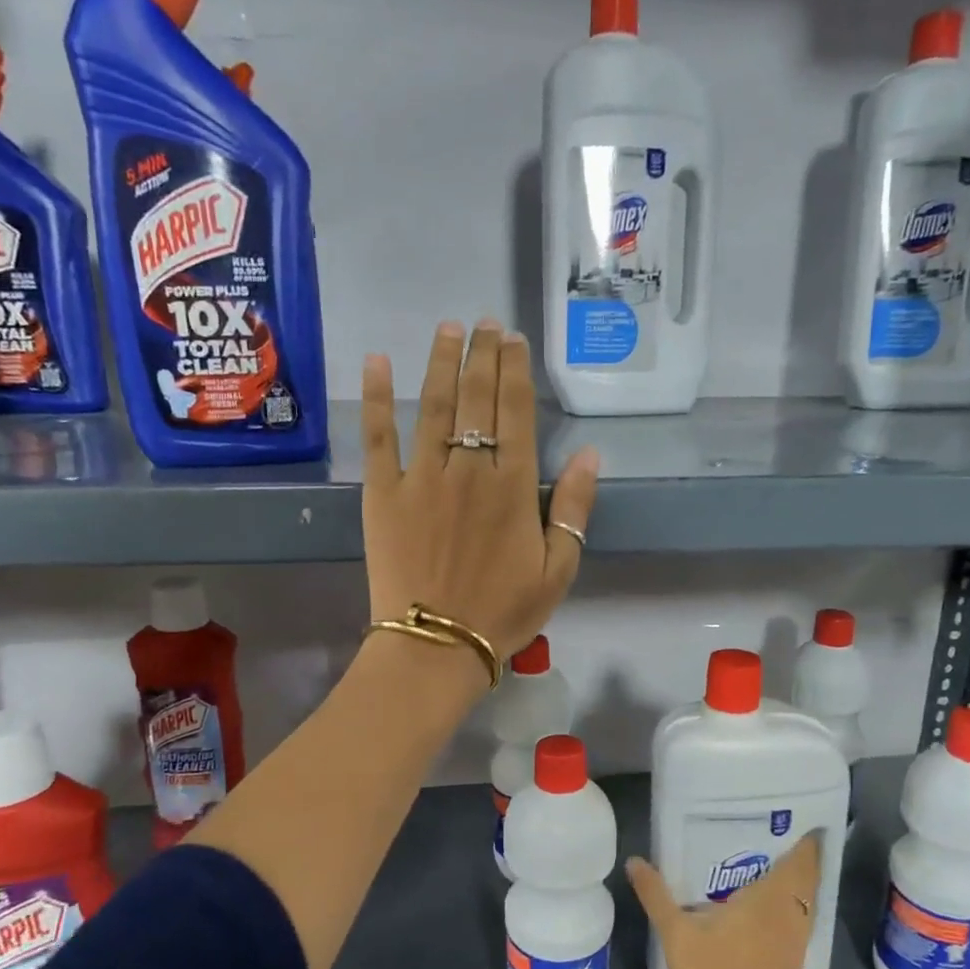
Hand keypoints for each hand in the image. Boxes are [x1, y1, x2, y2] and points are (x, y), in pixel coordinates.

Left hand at [361, 320, 598, 675]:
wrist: (437, 644)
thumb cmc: (504, 612)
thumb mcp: (558, 569)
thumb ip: (575, 508)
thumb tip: (592, 454)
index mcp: (514, 486)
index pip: (516, 412)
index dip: (515, 370)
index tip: (513, 339)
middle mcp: (469, 469)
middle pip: (477, 399)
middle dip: (483, 355)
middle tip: (485, 324)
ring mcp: (422, 477)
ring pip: (434, 406)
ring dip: (441, 362)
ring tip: (448, 329)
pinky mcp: (383, 493)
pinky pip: (379, 437)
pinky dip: (377, 398)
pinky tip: (376, 362)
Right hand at [627, 834, 821, 968]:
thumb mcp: (675, 932)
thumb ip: (656, 894)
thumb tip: (634, 860)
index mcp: (769, 902)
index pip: (799, 864)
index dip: (805, 843)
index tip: (801, 822)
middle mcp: (791, 920)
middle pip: (807, 883)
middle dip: (802, 861)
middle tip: (783, 839)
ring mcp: (796, 948)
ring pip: (806, 908)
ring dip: (799, 889)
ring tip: (777, 872)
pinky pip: (800, 929)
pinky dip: (793, 915)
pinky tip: (772, 918)